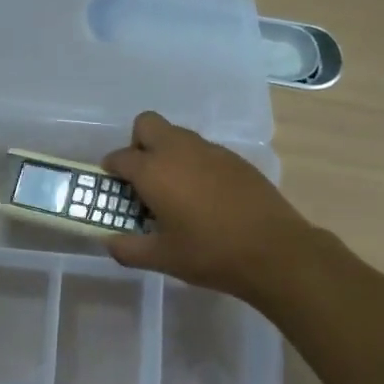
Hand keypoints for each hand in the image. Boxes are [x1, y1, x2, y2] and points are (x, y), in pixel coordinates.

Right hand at [102, 111, 310, 301]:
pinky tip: (203, 196)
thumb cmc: (210, 254)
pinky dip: (193, 163)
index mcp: (154, 171)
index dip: (111, 170)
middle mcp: (179, 150)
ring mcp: (211, 151)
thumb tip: (108, 241)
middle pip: (147, 124)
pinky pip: (202, 150)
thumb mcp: (161, 258)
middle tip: (142, 179)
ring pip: (177, 135)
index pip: (120, 157)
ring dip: (166, 153)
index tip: (112, 188)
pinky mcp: (235, 159)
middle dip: (137, 144)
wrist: (275, 251)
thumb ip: (127, 249)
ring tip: (173, 191)